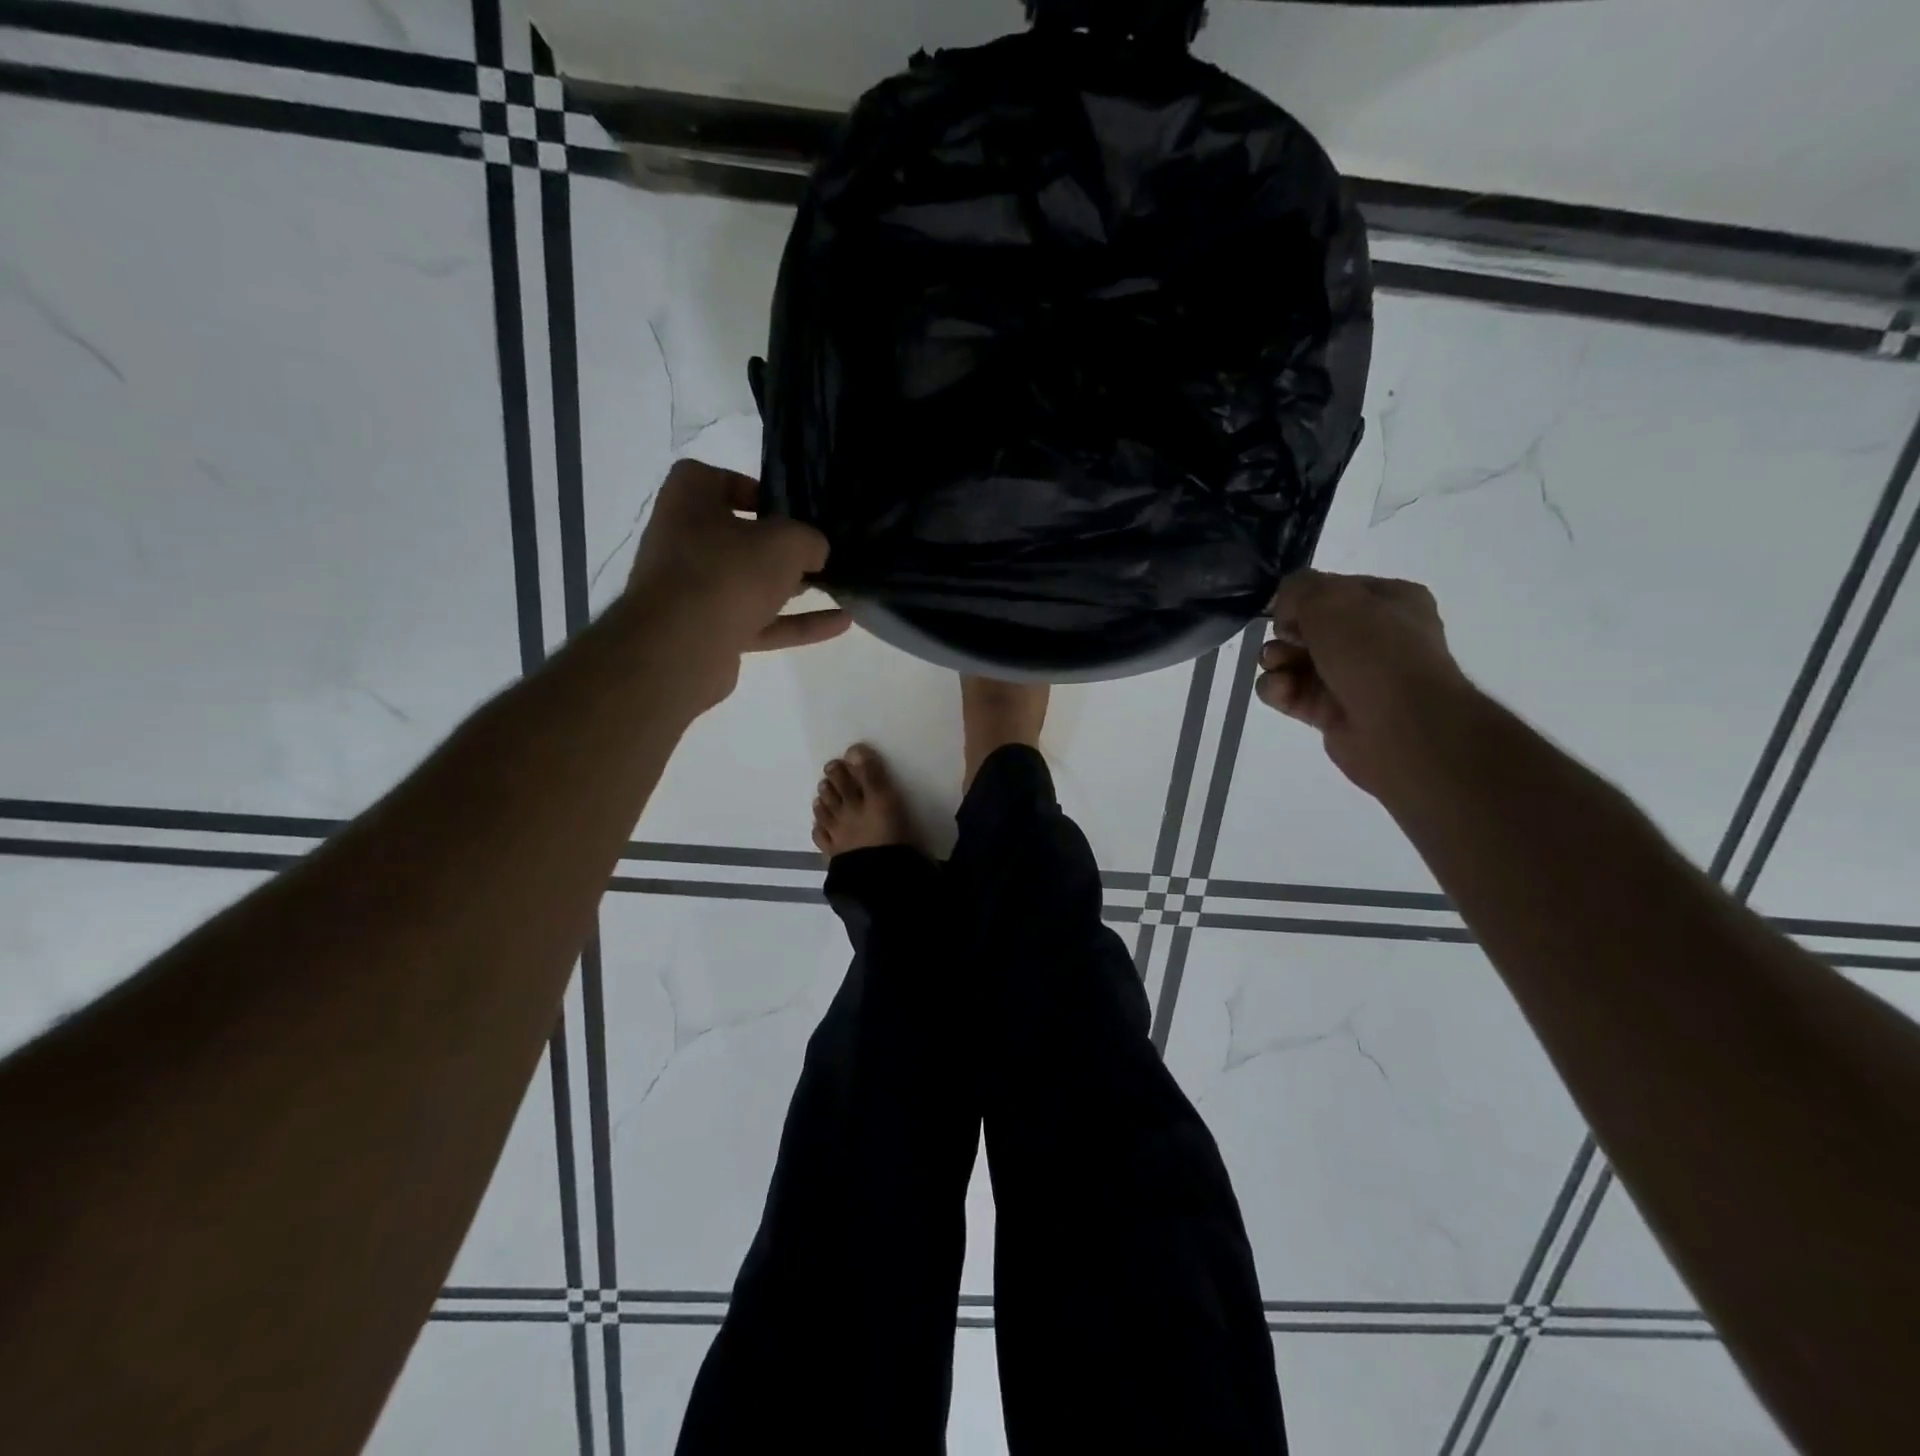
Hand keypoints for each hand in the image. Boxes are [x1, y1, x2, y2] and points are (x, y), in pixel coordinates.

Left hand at [624, 460, 849, 708]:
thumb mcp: (785, 542)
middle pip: (738, 537)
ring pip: (750, 583)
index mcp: (688, 501)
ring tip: (837, 586)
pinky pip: (759, 622)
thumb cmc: (728, 572)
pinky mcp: (709, 632)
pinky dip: (796, 623)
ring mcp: (694, 591)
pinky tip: (841, 623)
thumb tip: (815, 551)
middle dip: (780, 547)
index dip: (752, 489)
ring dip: (792, 588)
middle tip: (819, 551)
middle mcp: (683, 541)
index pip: (715, 480)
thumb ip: (808, 539)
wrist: (681, 647)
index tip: (788, 508)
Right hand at [1255, 569, 1471, 796]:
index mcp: (1391, 602)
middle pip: (1309, 628)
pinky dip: (1278, 690)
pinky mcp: (1332, 713)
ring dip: (1275, 661)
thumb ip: (1298, 589)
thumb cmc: (1373, 651)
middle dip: (1285, 633)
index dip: (1303, 598)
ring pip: (1295, 661)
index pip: (1333, 590)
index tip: (1287, 610)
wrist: (1400, 727)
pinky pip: (1292, 694)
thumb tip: (1284, 608)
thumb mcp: (1330, 599)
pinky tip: (1280, 691)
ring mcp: (1354, 678)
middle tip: (1285, 641)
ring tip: (1276, 668)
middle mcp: (1375, 638)